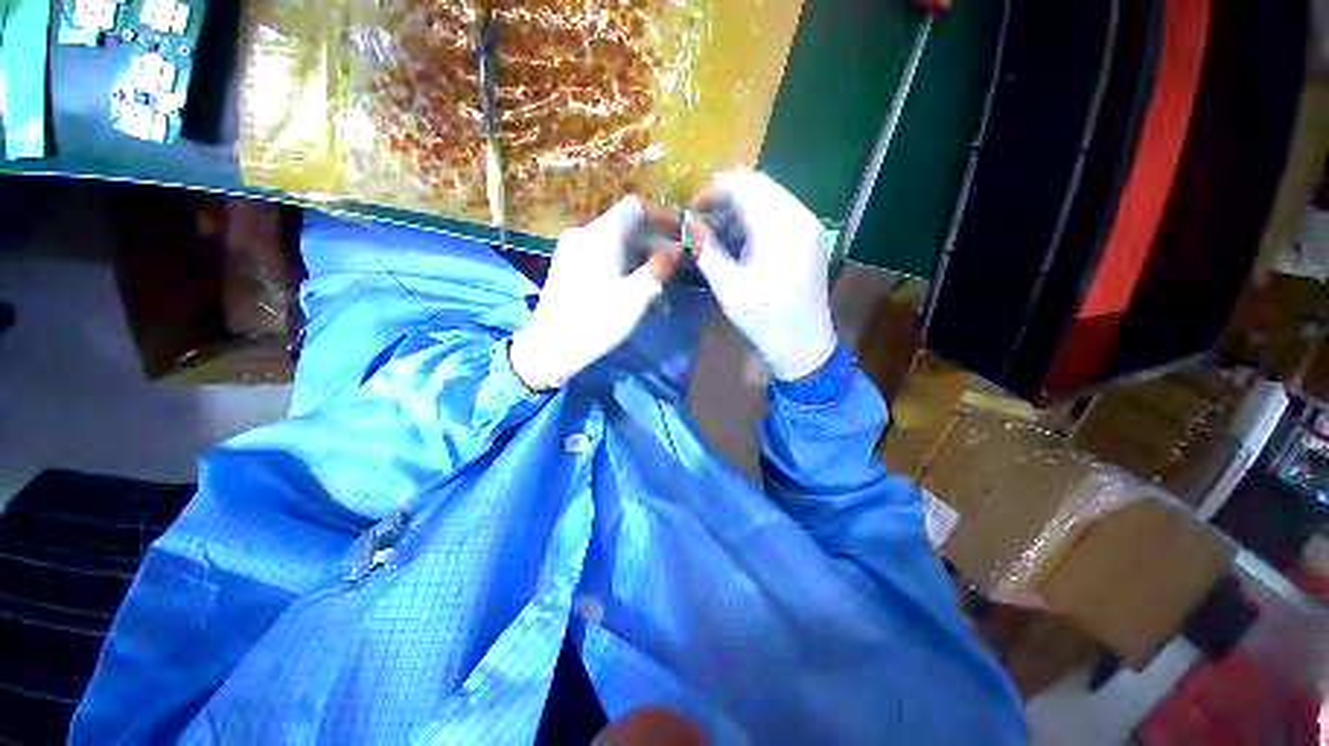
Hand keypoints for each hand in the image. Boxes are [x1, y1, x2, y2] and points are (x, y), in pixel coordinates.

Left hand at [510, 197, 682, 390]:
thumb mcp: (636, 297)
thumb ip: (660, 268)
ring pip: (615, 243)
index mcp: (602, 234)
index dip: (662, 216)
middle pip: (626, 225)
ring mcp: (572, 249)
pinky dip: (622, 266)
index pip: (636, 206)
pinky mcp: (567, 266)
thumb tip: (676, 248)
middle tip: (674, 265)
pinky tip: (632, 290)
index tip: (682, 234)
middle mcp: (584, 233)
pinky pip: (601, 256)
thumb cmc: (596, 321)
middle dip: (654, 243)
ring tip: (657, 286)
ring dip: (639, 259)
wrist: (550, 347)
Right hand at [687, 170, 836, 380]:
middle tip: (700, 221)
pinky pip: (777, 214)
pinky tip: (737, 241)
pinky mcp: (807, 239)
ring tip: (714, 233)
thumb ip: (706, 251)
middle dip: (724, 198)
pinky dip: (753, 221)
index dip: (712, 191)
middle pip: (757, 186)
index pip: (744, 185)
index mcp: (781, 228)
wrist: (804, 347)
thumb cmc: (764, 321)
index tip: (690, 211)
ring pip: (768, 198)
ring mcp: (807, 227)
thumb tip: (690, 224)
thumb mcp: (728, 288)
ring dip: (738, 209)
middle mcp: (800, 217)